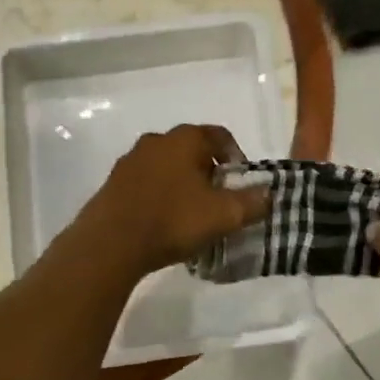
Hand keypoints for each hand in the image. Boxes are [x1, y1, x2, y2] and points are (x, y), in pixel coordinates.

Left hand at [85, 124, 269, 273]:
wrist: (110, 243)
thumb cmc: (173, 220)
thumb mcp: (224, 215)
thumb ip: (252, 202)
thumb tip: (269, 194)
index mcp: (184, 139)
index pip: (220, 136)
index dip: (236, 158)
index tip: (241, 185)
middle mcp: (156, 141)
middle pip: (192, 151)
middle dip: (209, 173)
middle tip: (219, 202)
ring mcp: (130, 161)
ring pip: (168, 167)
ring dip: (183, 185)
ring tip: (192, 215)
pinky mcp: (113, 184)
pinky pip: (147, 184)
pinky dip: (160, 196)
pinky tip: (164, 223)